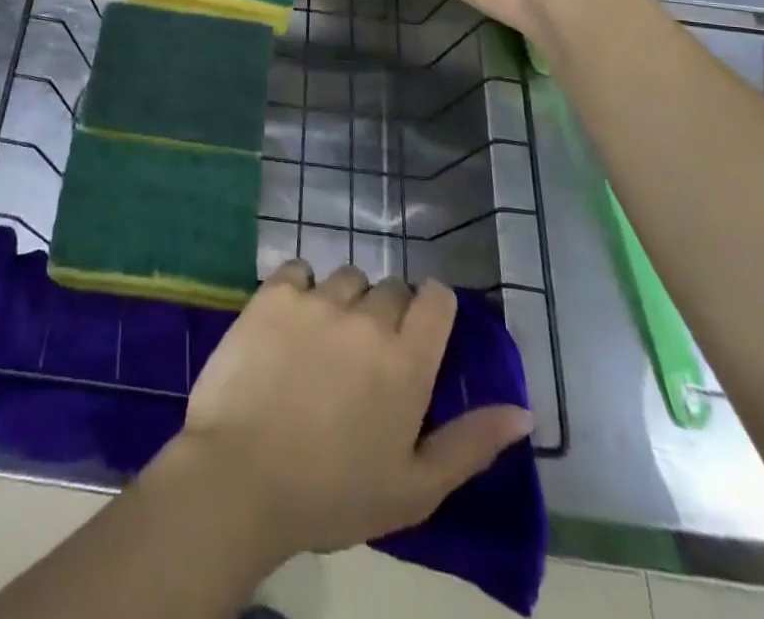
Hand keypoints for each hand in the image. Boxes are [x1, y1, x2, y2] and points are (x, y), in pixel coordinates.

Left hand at [158, 262, 530, 559]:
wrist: (241, 476)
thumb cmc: (332, 493)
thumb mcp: (414, 488)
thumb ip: (470, 444)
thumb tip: (522, 412)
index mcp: (406, 362)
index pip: (437, 299)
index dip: (432, 307)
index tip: (419, 330)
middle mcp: (367, 317)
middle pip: (390, 287)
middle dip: (387, 313)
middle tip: (366, 355)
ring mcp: (318, 299)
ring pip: (346, 277)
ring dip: (344, 300)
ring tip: (325, 340)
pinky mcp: (274, 293)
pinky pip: (298, 270)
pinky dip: (300, 288)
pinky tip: (289, 322)